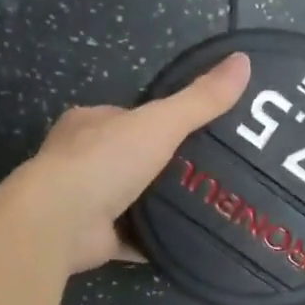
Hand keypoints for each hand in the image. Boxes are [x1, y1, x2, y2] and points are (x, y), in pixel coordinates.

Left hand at [0, 52, 251, 274]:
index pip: (132, 118)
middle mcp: (83, 160)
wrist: (61, 221)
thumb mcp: (160, 122)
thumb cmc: (104, 161)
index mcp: (90, 123)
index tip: (200, 136)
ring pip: (131, 200)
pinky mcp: (93, 238)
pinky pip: (131, 239)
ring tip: (208, 207)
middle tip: (212, 176)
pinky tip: (184, 242)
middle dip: (165, 168)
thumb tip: (243, 61)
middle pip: (133, 160)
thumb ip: (199, 99)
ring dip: (160, 206)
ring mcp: (86, 202)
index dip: (164, 124)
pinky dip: (153, 242)